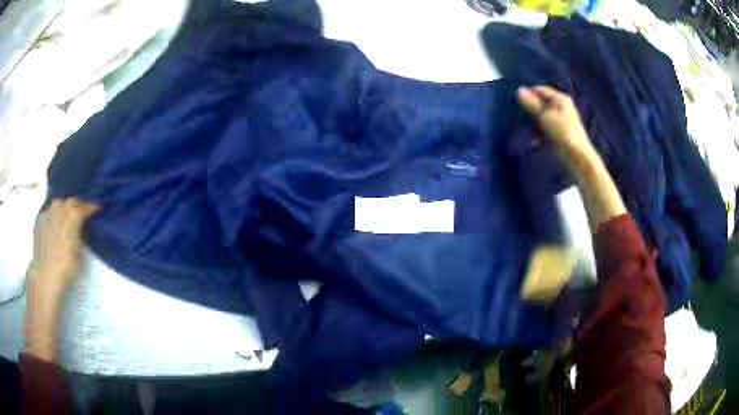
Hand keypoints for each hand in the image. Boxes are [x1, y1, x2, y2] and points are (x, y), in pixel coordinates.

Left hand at [31, 198, 99, 289]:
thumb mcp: (80, 254)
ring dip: (64, 207)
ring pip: (58, 203)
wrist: (47, 275)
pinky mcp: (40, 220)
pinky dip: (53, 215)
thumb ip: (80, 236)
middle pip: (71, 201)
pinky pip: (49, 212)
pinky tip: (54, 225)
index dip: (92, 207)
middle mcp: (60, 210)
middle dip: (78, 205)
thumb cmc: (66, 268)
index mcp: (73, 217)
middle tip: (82, 211)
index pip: (84, 207)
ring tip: (66, 215)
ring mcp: (49, 214)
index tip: (97, 208)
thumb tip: (81, 228)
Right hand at [517, 86, 593, 160]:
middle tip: (519, 116)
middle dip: (530, 111)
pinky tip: (535, 142)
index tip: (515, 101)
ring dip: (534, 124)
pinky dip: (540, 134)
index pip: (539, 90)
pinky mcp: (561, 134)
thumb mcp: (543, 115)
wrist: (577, 157)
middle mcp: (562, 107)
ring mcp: (562, 121)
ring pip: (542, 117)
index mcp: (560, 99)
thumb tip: (519, 90)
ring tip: (527, 131)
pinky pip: (546, 130)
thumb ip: (530, 103)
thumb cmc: (562, 132)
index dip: (527, 94)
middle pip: (541, 104)